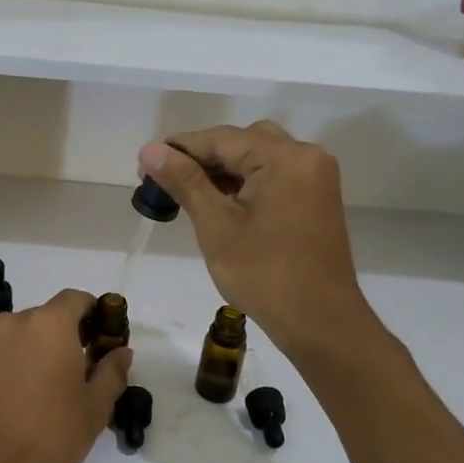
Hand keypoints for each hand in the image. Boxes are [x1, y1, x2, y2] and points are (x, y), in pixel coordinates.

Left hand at [0, 290, 131, 462]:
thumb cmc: (48, 439)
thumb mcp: (93, 409)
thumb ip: (111, 373)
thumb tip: (121, 352)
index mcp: (49, 324)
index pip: (77, 299)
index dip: (96, 315)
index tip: (107, 342)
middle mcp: (15, 323)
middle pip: (50, 317)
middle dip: (71, 336)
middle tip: (89, 371)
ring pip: (27, 337)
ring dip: (45, 352)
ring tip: (61, 390)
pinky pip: (7, 355)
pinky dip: (23, 365)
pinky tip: (34, 400)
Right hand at [139, 123, 378, 355]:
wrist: (320, 323)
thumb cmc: (264, 275)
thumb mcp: (216, 225)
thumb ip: (184, 181)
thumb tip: (150, 150)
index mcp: (284, 158)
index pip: (221, 139)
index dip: (179, 148)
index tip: (143, 165)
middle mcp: (306, 156)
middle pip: (241, 142)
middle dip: (200, 158)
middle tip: (163, 181)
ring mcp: (315, 178)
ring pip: (258, 158)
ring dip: (221, 171)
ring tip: (184, 192)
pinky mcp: (316, 198)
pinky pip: (273, 176)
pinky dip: (245, 183)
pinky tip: (218, 202)